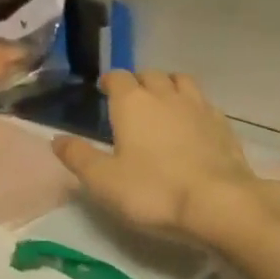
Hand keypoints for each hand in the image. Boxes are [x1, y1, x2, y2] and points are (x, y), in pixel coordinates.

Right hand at [53, 71, 279, 243]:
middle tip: (131, 101)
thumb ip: (78, 157)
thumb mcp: (103, 181)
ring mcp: (198, 107)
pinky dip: (193, 106)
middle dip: (138, 82)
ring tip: (163, 103)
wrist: (219, 204)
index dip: (109, 82)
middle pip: (150, 75)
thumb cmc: (153, 191)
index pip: (117, 77)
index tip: (104, 92)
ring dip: (169, 86)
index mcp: (132, 102)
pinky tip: (192, 124)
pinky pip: (204, 102)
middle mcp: (165, 95)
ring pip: (181, 81)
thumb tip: (56, 139)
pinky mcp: (223, 124)